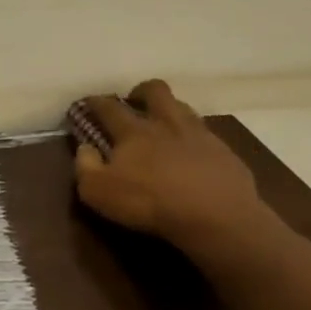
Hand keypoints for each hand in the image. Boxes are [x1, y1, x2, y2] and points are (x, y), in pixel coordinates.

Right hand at [72, 80, 273, 252]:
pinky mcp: (225, 153)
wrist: (217, 218)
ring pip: (184, 108)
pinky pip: (206, 136)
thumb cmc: (149, 203)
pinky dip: (194, 139)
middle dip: (141, 91)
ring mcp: (200, 136)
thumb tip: (85, 148)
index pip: (109, 107)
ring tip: (163, 126)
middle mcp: (167, 124)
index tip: (87, 103)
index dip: (95, 102)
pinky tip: (192, 155)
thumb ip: (85, 166)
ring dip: (170, 110)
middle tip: (133, 103)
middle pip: (156, 91)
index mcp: (134, 131)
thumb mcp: (98, 192)